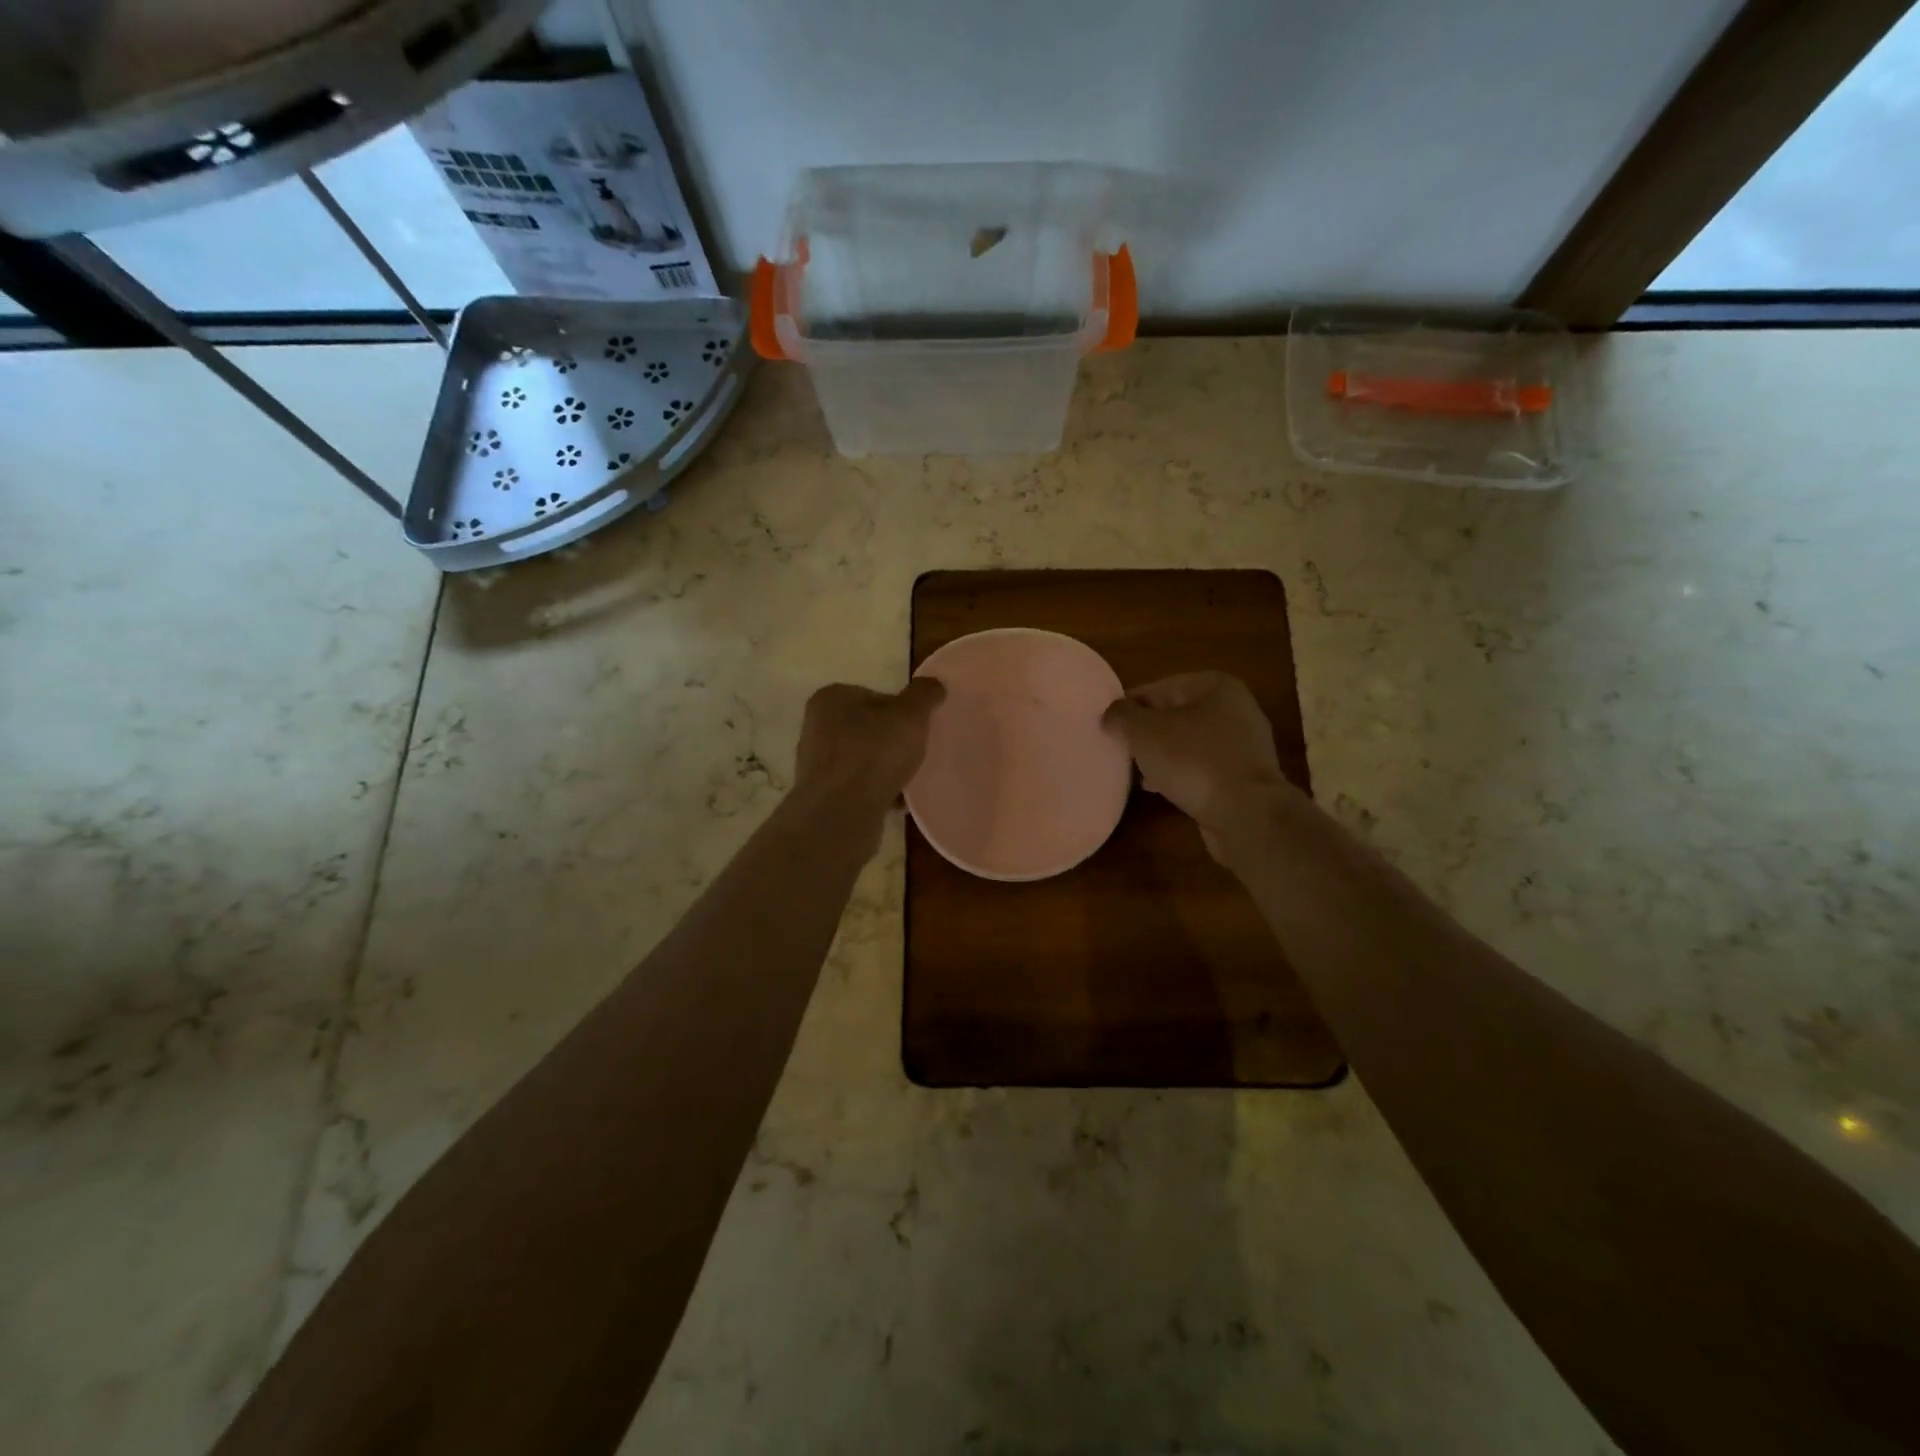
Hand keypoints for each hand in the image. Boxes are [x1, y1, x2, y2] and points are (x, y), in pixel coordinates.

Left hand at [794, 679, 945, 818]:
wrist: (841, 812)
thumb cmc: (874, 752)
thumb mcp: (910, 714)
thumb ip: (924, 694)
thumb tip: (933, 682)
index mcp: (831, 698)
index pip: (875, 696)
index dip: (901, 711)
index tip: (917, 729)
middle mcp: (816, 726)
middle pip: (867, 728)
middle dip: (892, 741)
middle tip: (915, 754)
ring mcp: (815, 763)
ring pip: (862, 760)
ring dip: (885, 769)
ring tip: (908, 780)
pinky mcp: (822, 795)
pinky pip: (857, 787)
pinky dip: (876, 792)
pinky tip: (897, 801)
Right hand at [1102, 671, 1296, 859]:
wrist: (1246, 813)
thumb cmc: (1193, 760)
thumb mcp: (1145, 732)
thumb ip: (1121, 716)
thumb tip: (1111, 715)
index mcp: (1215, 686)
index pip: (1158, 688)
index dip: (1129, 707)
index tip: (1108, 727)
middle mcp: (1235, 708)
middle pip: (1174, 715)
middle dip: (1146, 733)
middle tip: (1121, 750)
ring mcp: (1244, 744)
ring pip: (1188, 743)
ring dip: (1162, 755)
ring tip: (1136, 773)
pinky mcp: (1244, 775)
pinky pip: (1203, 767)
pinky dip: (1181, 773)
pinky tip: (1160, 789)